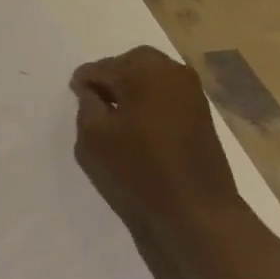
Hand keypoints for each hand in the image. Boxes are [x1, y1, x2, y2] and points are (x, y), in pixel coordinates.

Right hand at [70, 46, 241, 249]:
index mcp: (144, 69)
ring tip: (118, 120)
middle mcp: (171, 70)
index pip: (101, 67)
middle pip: (129, 65)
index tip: (77, 102)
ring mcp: (191, 90)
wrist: (198, 213)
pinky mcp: (202, 111)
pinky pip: (166, 95)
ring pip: (150, 78)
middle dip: (111, 81)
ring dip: (132, 91)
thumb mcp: (94, 137)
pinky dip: (150, 103)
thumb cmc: (139, 170)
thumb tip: (92, 90)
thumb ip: (86, 104)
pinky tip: (141, 128)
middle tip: (96, 107)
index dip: (84, 84)